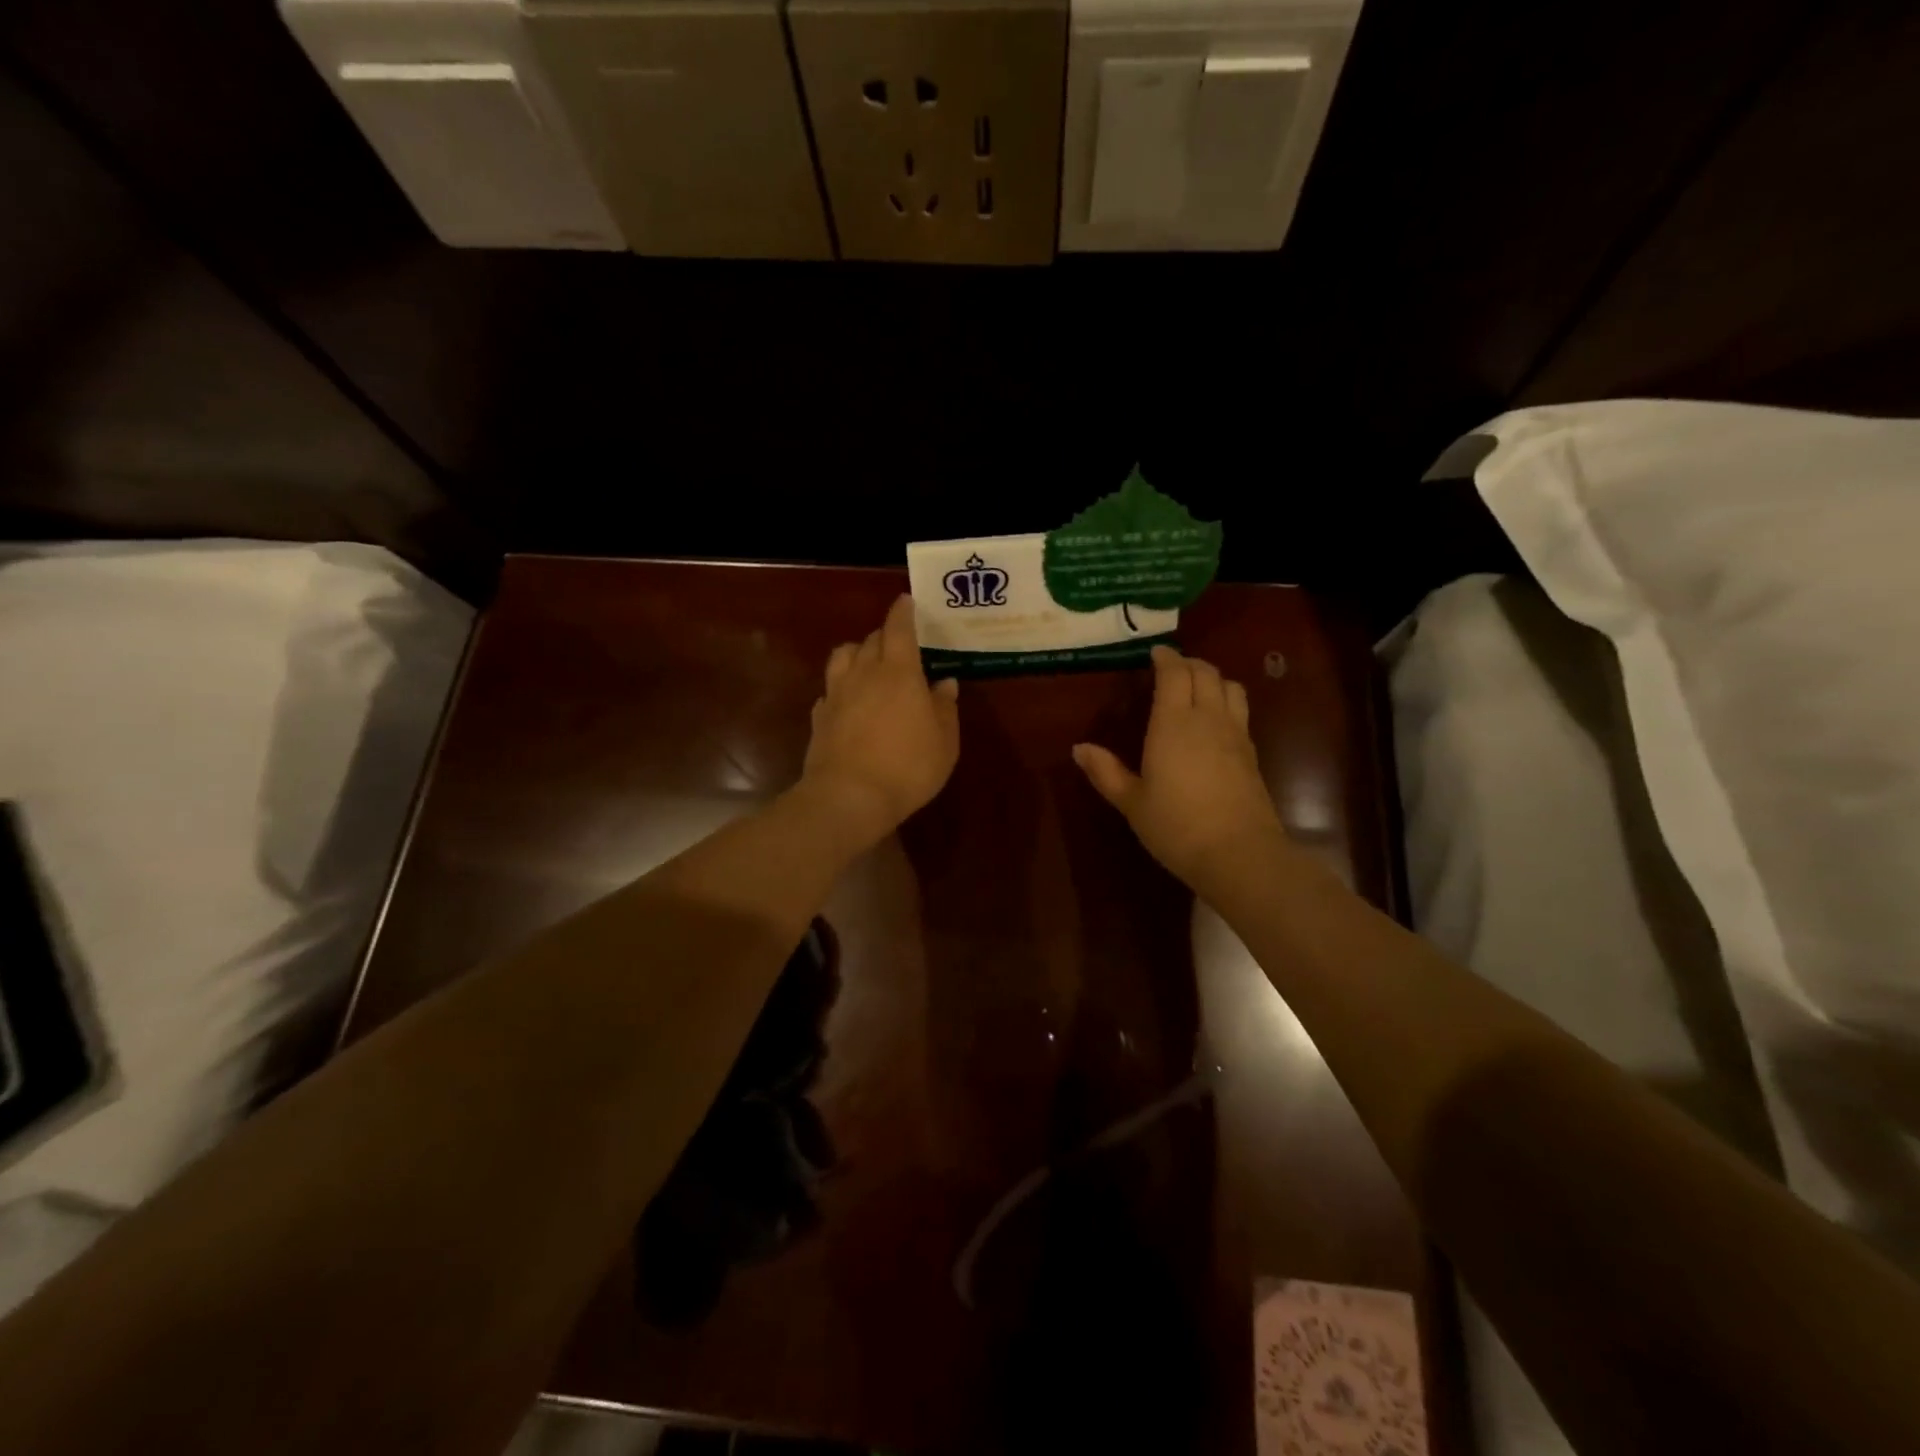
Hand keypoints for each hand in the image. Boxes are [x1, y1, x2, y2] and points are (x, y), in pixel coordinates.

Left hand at [800, 594, 960, 846]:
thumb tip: (945, 683)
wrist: (849, 797)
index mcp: (899, 671)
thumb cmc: (908, 766)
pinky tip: (850, 702)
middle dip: (885, 635)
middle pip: (871, 639)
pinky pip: (830, 689)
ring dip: (857, 653)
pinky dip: (841, 687)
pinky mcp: (820, 717)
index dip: (903, 611)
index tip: (906, 601)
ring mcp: (836, 694)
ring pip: (843, 656)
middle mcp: (864, 673)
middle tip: (900, 644)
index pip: (898, 627)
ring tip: (869, 665)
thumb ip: (945, 707)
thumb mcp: (944, 741)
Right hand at [1073, 645, 1284, 888]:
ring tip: (1197, 688)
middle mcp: (1208, 719)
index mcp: (1173, 723)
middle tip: (1172, 668)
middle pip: (1206, 673)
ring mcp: (1236, 734)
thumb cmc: (1176, 826)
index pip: (1174, 674)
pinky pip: (1240, 712)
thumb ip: (1106, 772)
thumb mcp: (1132, 802)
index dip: (1166, 658)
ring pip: (1230, 687)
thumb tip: (1079, 748)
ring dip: (1213, 678)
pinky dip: (1226, 702)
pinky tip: (1215, 722)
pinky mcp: (1252, 754)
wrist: (1239, 854)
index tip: (1155, 653)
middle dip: (1189, 664)